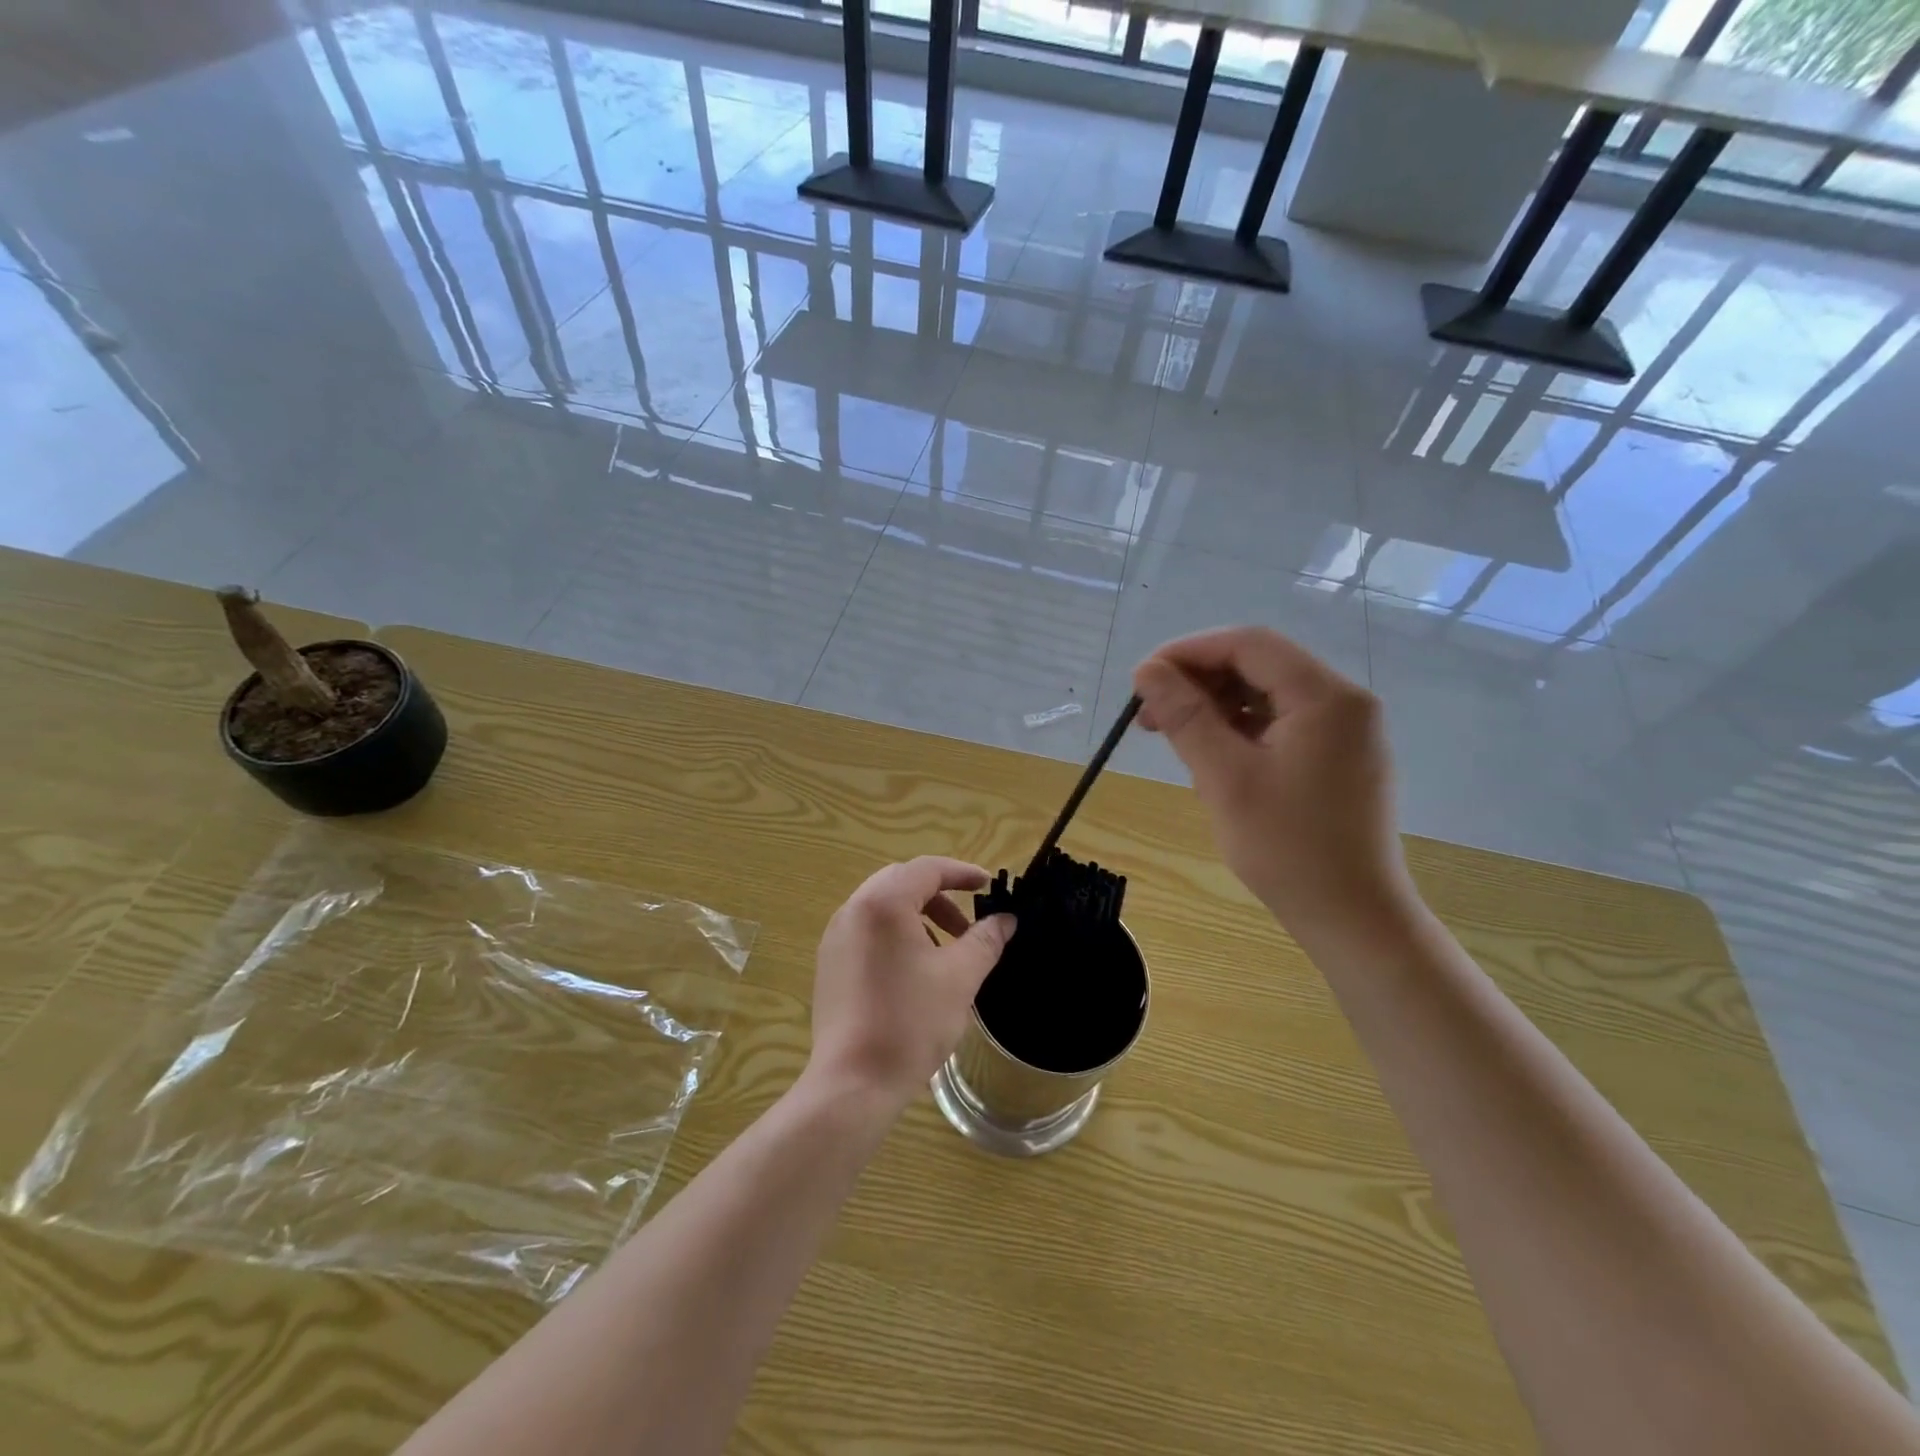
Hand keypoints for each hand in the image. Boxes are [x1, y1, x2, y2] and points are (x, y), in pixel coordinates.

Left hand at [809, 857, 1016, 1105]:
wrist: (853, 1083)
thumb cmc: (910, 1022)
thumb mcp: (959, 977)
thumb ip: (985, 940)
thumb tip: (1006, 920)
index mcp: (883, 903)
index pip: (927, 869)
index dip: (962, 873)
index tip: (989, 886)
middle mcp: (853, 910)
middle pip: (902, 882)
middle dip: (940, 896)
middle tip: (968, 925)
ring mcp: (835, 938)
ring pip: (883, 907)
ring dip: (918, 916)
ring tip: (946, 952)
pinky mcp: (830, 964)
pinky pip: (868, 931)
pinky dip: (896, 935)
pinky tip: (915, 972)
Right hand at [1132, 627, 1412, 940]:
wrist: (1354, 919)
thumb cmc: (1288, 849)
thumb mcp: (1225, 778)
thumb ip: (1186, 717)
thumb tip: (1147, 671)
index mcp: (1326, 697)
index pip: (1249, 645)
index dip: (1188, 652)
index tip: (1142, 679)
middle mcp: (1343, 702)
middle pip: (1260, 665)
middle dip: (1198, 680)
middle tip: (1148, 713)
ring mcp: (1346, 731)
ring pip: (1268, 694)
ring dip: (1215, 705)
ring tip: (1169, 732)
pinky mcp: (1339, 757)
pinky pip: (1282, 723)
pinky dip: (1240, 728)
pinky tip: (1208, 752)